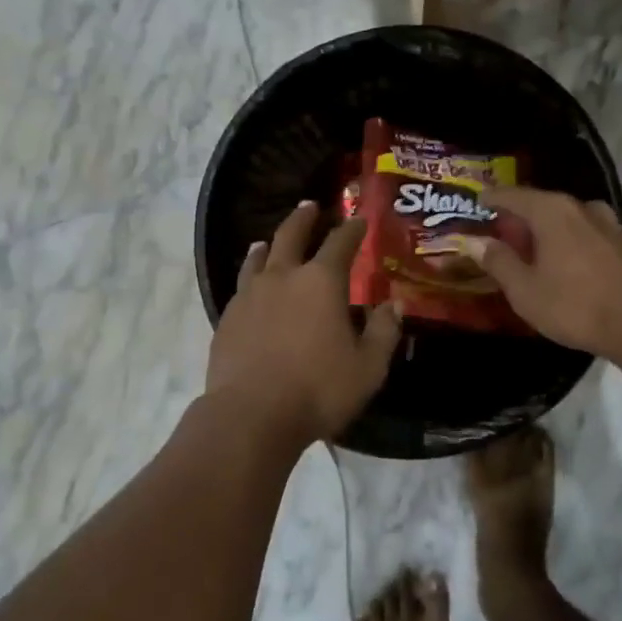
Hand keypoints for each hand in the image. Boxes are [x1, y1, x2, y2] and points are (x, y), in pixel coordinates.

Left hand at [206, 201, 402, 443]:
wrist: (251, 414)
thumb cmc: (318, 389)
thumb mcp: (368, 367)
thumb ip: (383, 332)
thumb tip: (394, 304)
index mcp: (321, 282)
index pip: (340, 242)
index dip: (352, 229)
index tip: (359, 219)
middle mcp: (283, 277)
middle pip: (291, 235)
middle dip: (304, 218)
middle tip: (310, 206)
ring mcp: (250, 295)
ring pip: (258, 258)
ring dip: (268, 245)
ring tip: (268, 241)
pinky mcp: (227, 317)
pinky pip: (241, 286)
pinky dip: (250, 276)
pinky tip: (250, 286)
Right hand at [459, 187, 621, 365]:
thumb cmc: (576, 307)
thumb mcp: (525, 290)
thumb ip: (497, 261)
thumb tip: (472, 241)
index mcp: (553, 211)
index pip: (513, 195)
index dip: (492, 198)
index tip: (478, 202)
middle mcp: (583, 207)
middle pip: (543, 204)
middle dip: (521, 218)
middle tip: (504, 234)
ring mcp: (612, 223)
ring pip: (571, 219)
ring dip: (551, 231)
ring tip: (538, 251)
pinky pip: (592, 235)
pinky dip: (576, 243)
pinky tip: (573, 265)